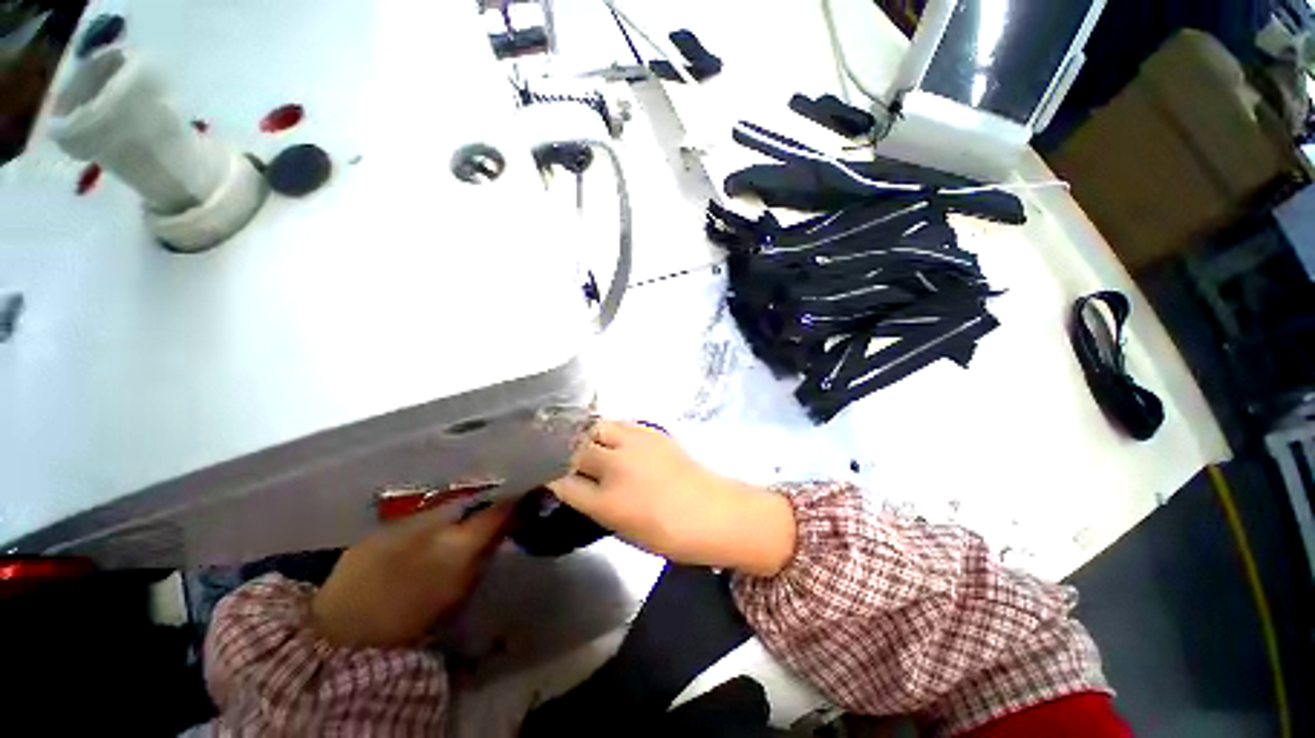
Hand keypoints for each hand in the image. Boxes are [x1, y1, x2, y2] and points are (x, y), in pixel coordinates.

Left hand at [310, 502, 513, 647]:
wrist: (343, 637)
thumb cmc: (413, 625)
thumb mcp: (462, 592)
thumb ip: (486, 553)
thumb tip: (506, 527)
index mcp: (458, 543)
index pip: (498, 509)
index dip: (516, 500)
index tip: (527, 497)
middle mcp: (433, 522)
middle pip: (471, 500)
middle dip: (485, 502)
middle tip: (493, 510)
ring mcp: (403, 522)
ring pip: (443, 506)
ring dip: (456, 512)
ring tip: (459, 523)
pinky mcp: (380, 527)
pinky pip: (415, 517)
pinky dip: (426, 522)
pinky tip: (423, 536)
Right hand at [548, 421, 795, 576]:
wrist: (714, 512)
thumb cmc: (669, 533)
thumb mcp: (622, 527)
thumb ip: (593, 503)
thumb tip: (574, 484)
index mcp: (606, 501)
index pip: (561, 480)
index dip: (545, 473)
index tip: (535, 468)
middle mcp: (616, 466)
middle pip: (574, 445)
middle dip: (560, 446)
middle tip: (553, 447)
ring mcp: (635, 444)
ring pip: (597, 426)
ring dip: (585, 432)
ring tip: (582, 438)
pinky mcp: (652, 431)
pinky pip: (620, 423)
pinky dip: (609, 428)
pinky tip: (610, 436)